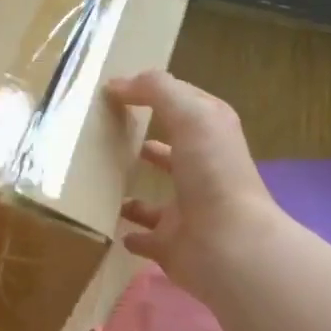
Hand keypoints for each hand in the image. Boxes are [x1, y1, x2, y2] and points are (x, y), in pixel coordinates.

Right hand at [106, 69, 279, 298]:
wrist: (227, 246)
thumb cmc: (212, 174)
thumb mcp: (190, 115)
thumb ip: (157, 91)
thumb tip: (117, 84)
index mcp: (211, 138)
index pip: (185, 107)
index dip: (156, 95)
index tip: (115, 91)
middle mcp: (202, 173)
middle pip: (173, 154)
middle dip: (148, 144)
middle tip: (109, 135)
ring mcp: (187, 212)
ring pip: (157, 199)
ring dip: (135, 192)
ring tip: (103, 182)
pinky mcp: (171, 245)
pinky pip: (145, 238)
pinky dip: (132, 234)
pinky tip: (110, 228)